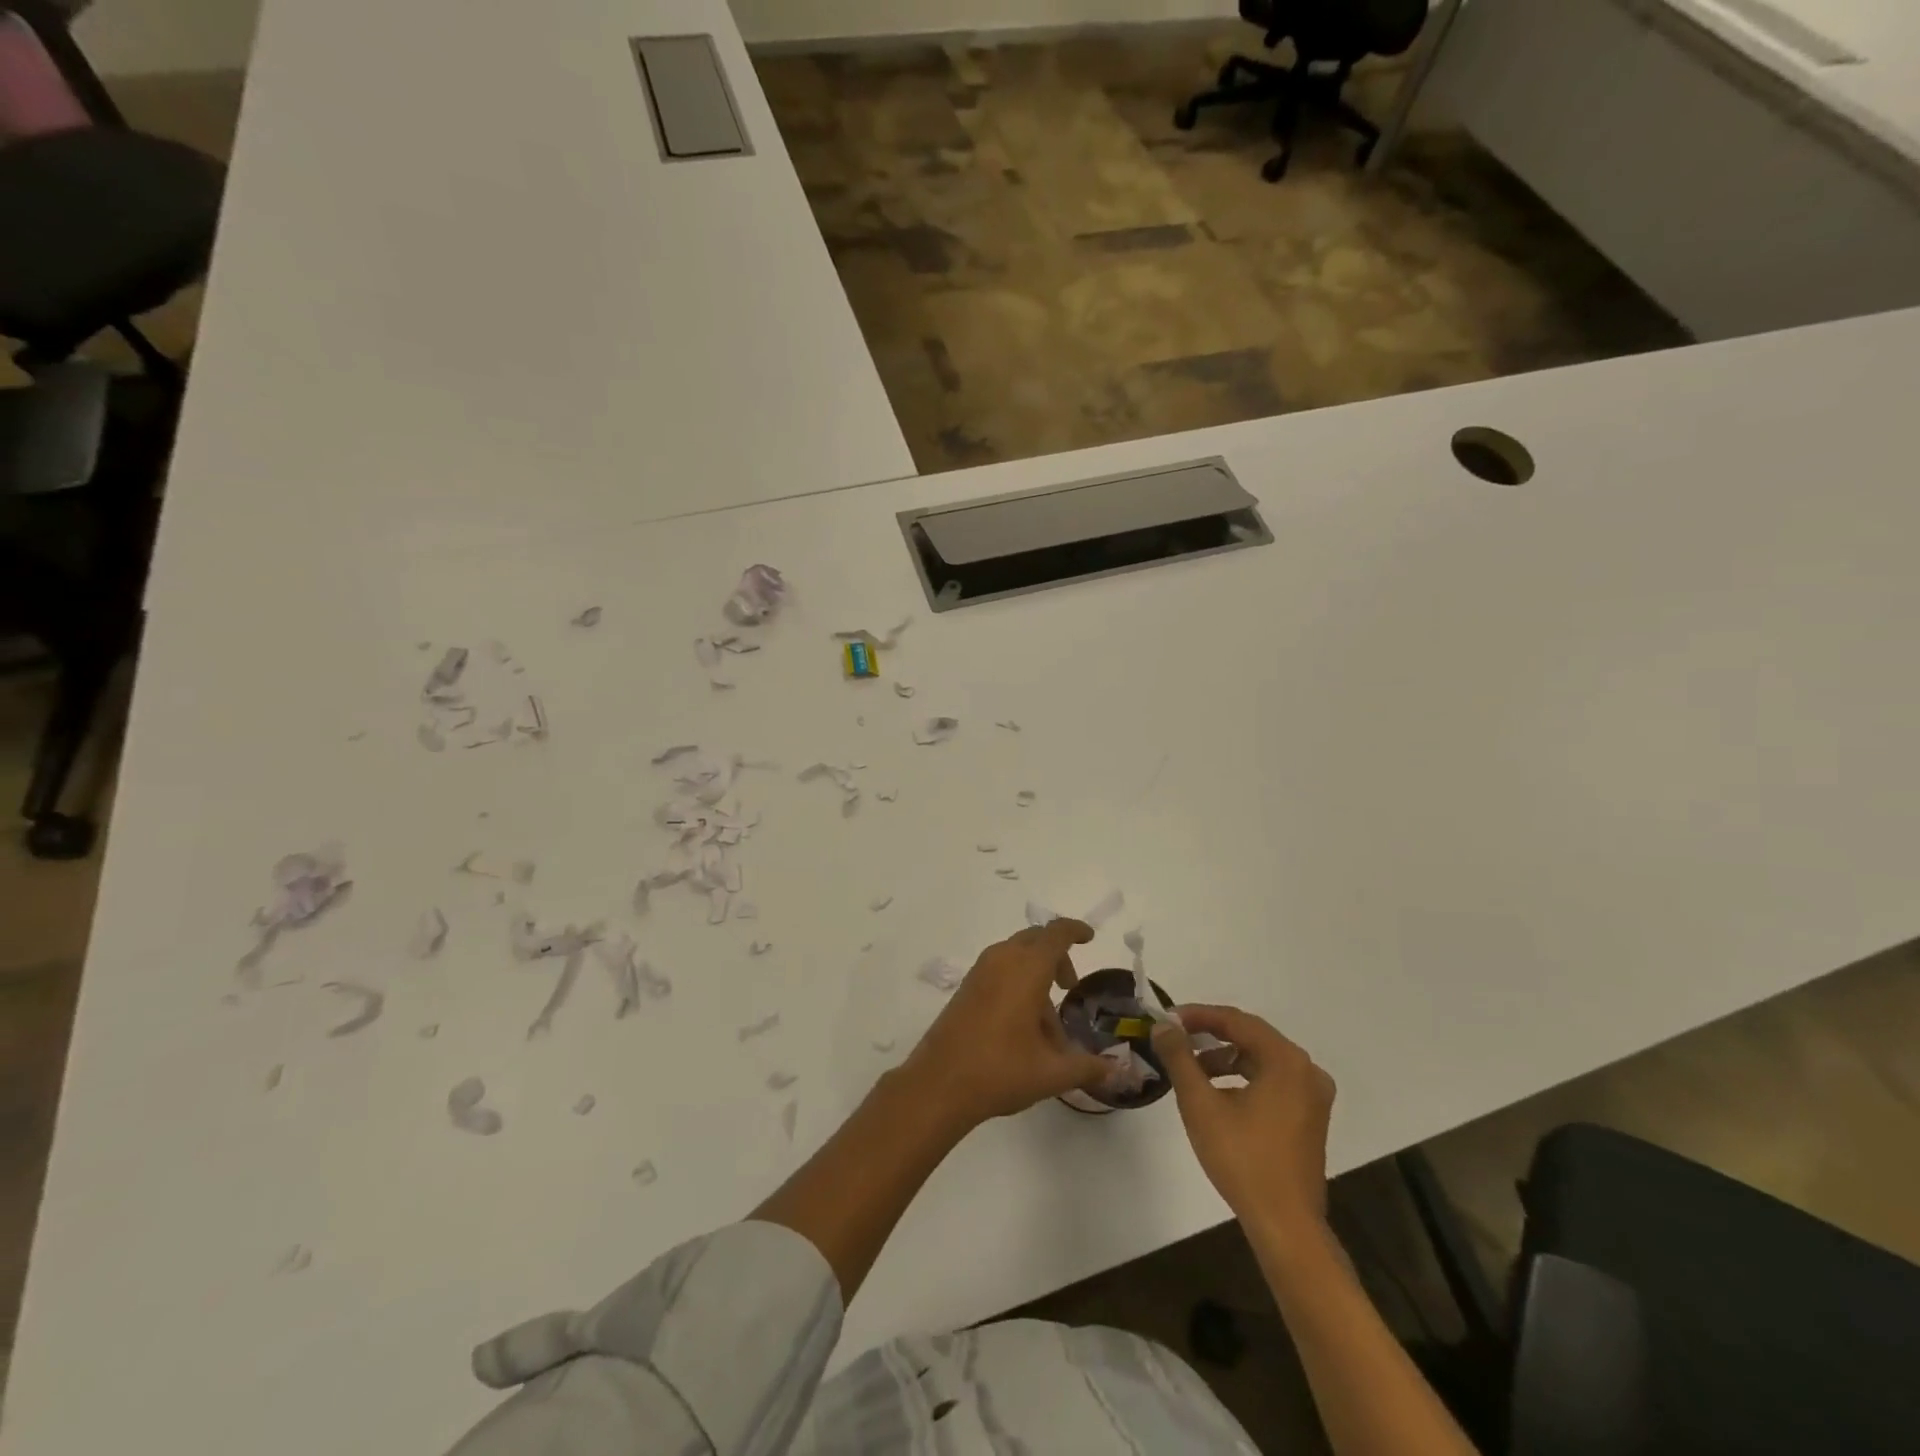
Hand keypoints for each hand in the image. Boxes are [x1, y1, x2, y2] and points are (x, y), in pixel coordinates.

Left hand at [902, 920, 1111, 1130]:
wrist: (938, 1084)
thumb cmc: (1000, 1070)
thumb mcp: (1051, 1073)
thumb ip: (1087, 1067)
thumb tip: (1117, 1070)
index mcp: (1027, 969)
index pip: (1056, 934)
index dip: (1074, 931)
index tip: (1089, 938)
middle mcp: (1002, 960)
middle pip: (1035, 941)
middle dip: (1056, 957)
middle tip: (1069, 987)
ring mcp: (980, 972)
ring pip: (1016, 957)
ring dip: (1036, 977)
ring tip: (1048, 1026)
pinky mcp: (966, 988)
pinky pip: (999, 971)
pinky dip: (1016, 984)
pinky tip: (1022, 1028)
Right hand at [1153, 1006, 1335, 1233]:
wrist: (1285, 1224)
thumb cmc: (1242, 1158)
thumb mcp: (1200, 1103)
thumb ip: (1179, 1057)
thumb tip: (1162, 1026)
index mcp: (1286, 1060)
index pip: (1236, 1021)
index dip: (1198, 1015)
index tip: (1166, 1018)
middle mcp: (1305, 1070)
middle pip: (1251, 1036)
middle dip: (1210, 1033)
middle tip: (1176, 1036)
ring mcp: (1312, 1095)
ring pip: (1261, 1059)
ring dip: (1225, 1057)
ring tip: (1192, 1067)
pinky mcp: (1310, 1116)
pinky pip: (1272, 1079)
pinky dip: (1243, 1077)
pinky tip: (1218, 1092)